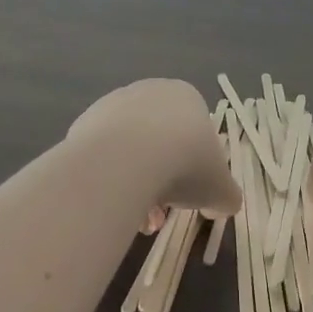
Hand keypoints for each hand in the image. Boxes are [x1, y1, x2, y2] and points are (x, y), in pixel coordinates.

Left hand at [68, 79, 239, 229]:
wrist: (125, 160)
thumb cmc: (184, 164)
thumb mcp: (220, 189)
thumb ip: (226, 196)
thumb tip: (221, 205)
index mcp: (187, 97)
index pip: (195, 133)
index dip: (194, 170)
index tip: (188, 199)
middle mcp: (151, 91)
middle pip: (161, 142)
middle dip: (163, 181)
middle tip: (158, 217)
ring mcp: (114, 104)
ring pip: (130, 149)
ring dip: (135, 183)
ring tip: (133, 220)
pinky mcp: (85, 122)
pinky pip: (103, 154)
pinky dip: (108, 177)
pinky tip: (110, 200)